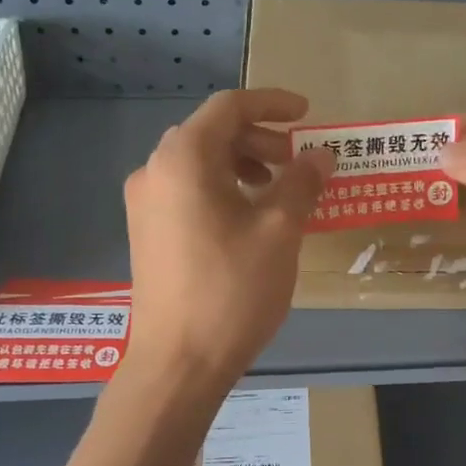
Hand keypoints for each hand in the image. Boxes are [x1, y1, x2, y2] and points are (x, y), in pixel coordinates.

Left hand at [122, 89, 332, 388]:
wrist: (179, 362)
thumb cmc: (232, 289)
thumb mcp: (279, 232)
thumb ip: (302, 183)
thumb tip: (321, 156)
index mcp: (184, 160)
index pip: (229, 107)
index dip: (272, 104)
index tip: (307, 114)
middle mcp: (155, 171)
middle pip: (211, 133)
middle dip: (259, 138)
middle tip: (297, 160)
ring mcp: (144, 204)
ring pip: (198, 163)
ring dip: (241, 164)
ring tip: (277, 190)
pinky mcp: (146, 232)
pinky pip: (187, 190)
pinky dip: (222, 188)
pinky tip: (248, 219)